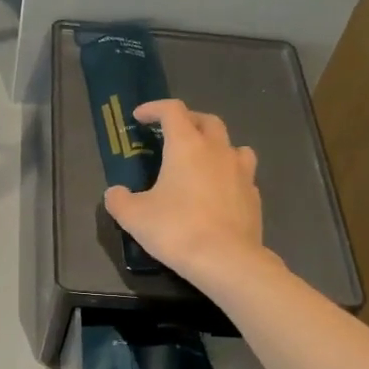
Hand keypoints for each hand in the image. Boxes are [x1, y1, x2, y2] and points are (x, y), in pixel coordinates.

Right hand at [103, 99, 270, 290]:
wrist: (226, 260)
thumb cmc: (176, 230)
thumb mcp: (134, 217)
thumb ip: (119, 200)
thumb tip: (114, 193)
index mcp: (187, 146)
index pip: (172, 111)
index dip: (154, 108)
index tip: (140, 117)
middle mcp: (217, 151)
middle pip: (207, 121)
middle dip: (188, 121)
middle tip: (173, 134)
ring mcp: (241, 172)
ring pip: (232, 145)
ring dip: (216, 145)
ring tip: (203, 160)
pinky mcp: (254, 196)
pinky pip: (242, 175)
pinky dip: (229, 175)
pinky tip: (219, 192)